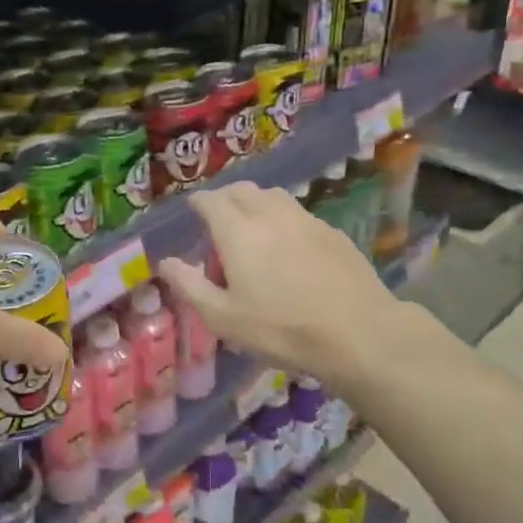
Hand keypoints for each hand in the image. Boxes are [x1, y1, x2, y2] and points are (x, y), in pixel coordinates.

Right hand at [157, 182, 404, 388]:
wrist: (357, 332)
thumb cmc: (281, 329)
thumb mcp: (223, 317)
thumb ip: (190, 285)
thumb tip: (165, 262)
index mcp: (238, 231)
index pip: (211, 201)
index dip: (198, 202)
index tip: (193, 210)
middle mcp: (270, 214)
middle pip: (242, 190)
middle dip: (225, 198)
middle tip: (218, 220)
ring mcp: (306, 219)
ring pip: (273, 196)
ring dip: (255, 203)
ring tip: (251, 228)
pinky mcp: (332, 232)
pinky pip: (298, 213)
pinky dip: (282, 218)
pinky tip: (287, 245)